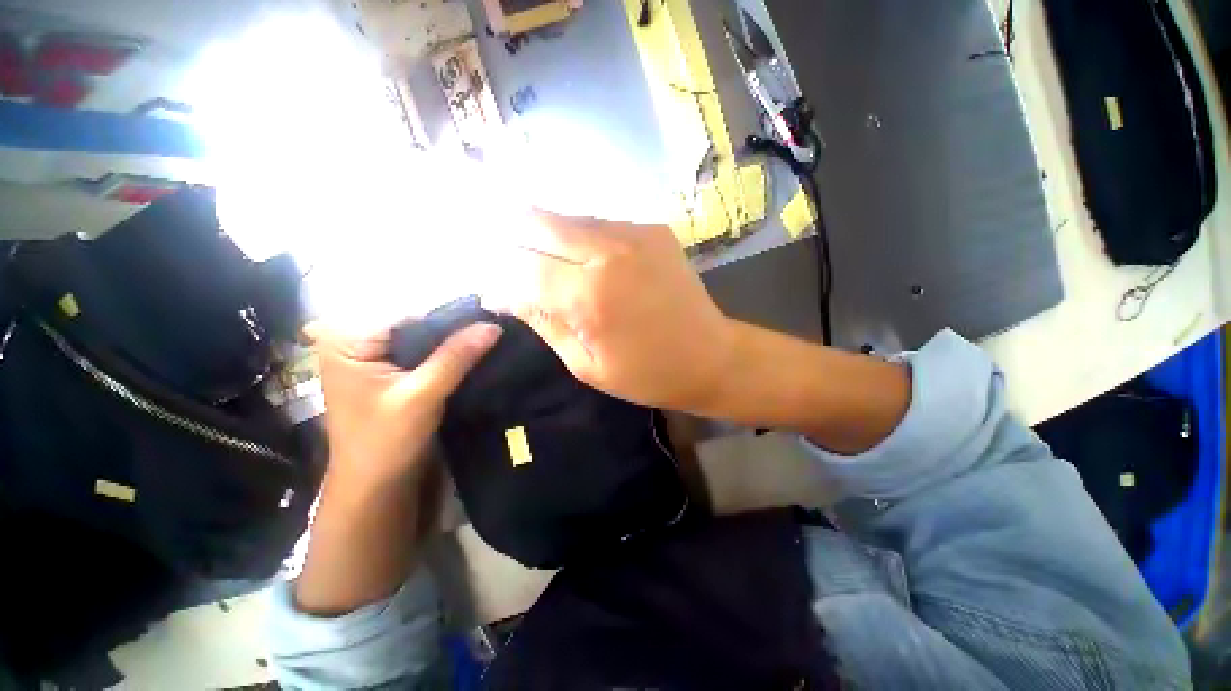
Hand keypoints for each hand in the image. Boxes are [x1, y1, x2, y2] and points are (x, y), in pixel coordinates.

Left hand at [305, 320, 501, 488]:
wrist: (373, 483)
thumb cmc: (385, 442)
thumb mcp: (422, 396)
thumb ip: (456, 357)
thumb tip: (492, 326)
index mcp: (348, 341)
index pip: (408, 312)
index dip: (451, 313)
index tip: (491, 312)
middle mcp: (356, 338)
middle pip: (414, 319)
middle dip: (454, 324)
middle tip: (493, 325)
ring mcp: (371, 352)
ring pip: (421, 333)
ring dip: (453, 336)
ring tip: (488, 333)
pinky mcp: (387, 366)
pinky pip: (422, 347)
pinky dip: (446, 349)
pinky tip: (472, 348)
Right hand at [487, 210, 735, 411]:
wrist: (711, 356)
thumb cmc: (646, 374)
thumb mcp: (585, 364)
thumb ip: (543, 321)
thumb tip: (504, 294)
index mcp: (588, 296)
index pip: (521, 267)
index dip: (498, 274)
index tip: (492, 286)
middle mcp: (608, 253)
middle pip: (538, 221)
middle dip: (511, 233)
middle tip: (504, 252)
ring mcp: (635, 234)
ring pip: (568, 217)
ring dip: (545, 232)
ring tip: (541, 255)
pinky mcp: (654, 229)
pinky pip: (600, 223)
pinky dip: (580, 235)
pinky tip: (582, 255)